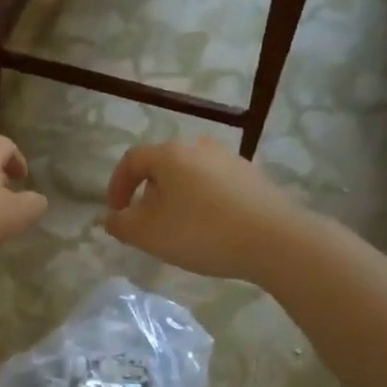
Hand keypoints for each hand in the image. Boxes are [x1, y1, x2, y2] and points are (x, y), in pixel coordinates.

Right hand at [104, 137, 307, 282]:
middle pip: (162, 166)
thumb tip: (112, 217)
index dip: (117, 186)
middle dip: (148, 193)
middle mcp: (199, 147)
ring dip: (177, 197)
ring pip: (190, 175)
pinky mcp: (253, 176)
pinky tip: (211, 228)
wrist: (274, 239)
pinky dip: (204, 201)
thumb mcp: (149, 234)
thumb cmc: (202, 232)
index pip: (131, 160)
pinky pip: (216, 185)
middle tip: (147, 223)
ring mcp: (230, 159)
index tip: (117, 213)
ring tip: (179, 228)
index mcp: (169, 154)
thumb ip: (121, 224)